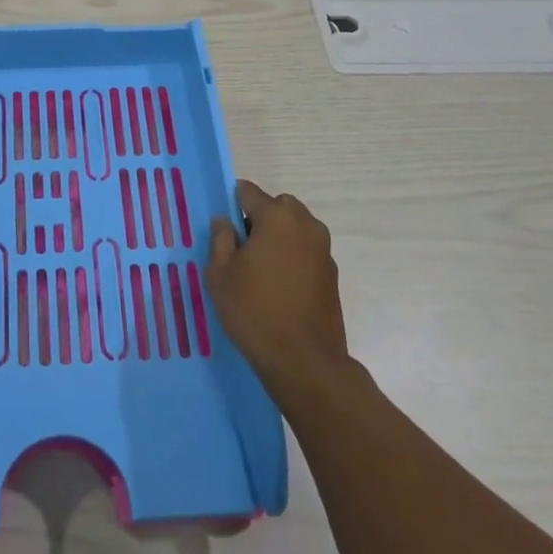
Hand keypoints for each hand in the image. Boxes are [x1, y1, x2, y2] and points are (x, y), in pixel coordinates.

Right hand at [206, 180, 350, 401]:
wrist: (305, 361)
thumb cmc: (254, 311)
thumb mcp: (220, 275)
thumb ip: (220, 240)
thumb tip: (224, 221)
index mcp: (276, 217)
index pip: (248, 192)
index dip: (232, 203)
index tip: (222, 225)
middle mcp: (305, 225)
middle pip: (278, 205)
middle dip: (259, 217)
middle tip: (242, 247)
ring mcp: (323, 249)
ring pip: (295, 227)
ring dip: (278, 236)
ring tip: (260, 269)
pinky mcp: (332, 273)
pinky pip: (306, 250)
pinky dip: (293, 256)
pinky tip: (279, 285)